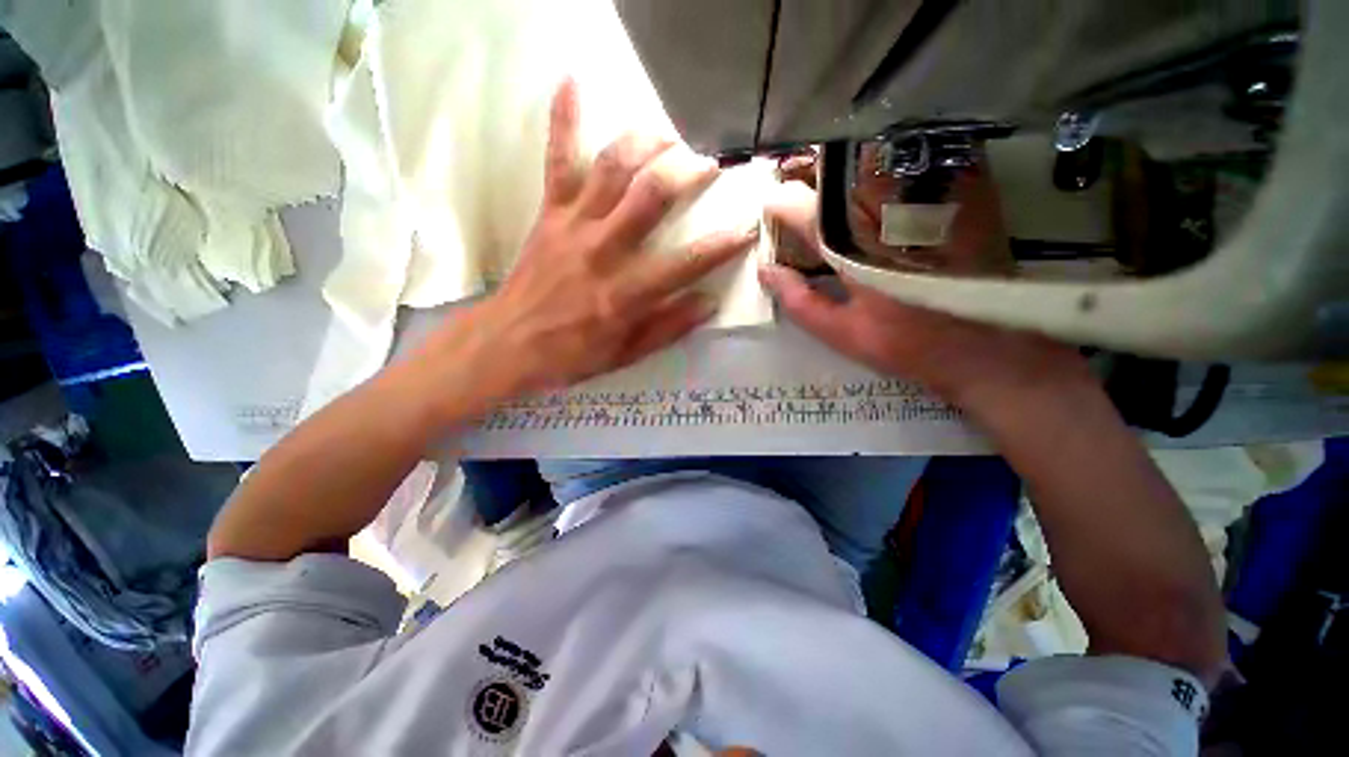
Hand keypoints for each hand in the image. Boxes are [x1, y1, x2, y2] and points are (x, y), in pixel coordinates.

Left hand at [419, 80, 756, 411]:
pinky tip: (573, 82)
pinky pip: (558, 161)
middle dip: (687, 172)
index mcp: (627, 293)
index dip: (722, 245)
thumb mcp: (627, 354)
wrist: (509, 343)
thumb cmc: (573, 354)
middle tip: (710, 164)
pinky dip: (564, 120)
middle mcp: (604, 251)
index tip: (747, 227)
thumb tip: (709, 303)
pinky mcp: (550, 214)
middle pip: (651, 195)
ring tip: (669, 135)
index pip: (686, 262)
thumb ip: (669, 328)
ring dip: (646, 142)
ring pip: (613, 168)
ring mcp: (574, 225)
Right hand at [759, 181, 1087, 410]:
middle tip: (799, 190)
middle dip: (808, 173)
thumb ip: (798, 301)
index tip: (771, 214)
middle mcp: (885, 208)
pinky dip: (888, 163)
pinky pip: (915, 160)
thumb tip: (767, 270)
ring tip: (831, 185)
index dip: (778, 206)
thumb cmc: (906, 343)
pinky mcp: (957, 191)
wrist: (987, 345)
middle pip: (835, 169)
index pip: (800, 206)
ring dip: (843, 166)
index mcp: (851, 245)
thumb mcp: (841, 332)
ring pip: (872, 157)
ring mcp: (924, 194)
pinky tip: (879, 183)